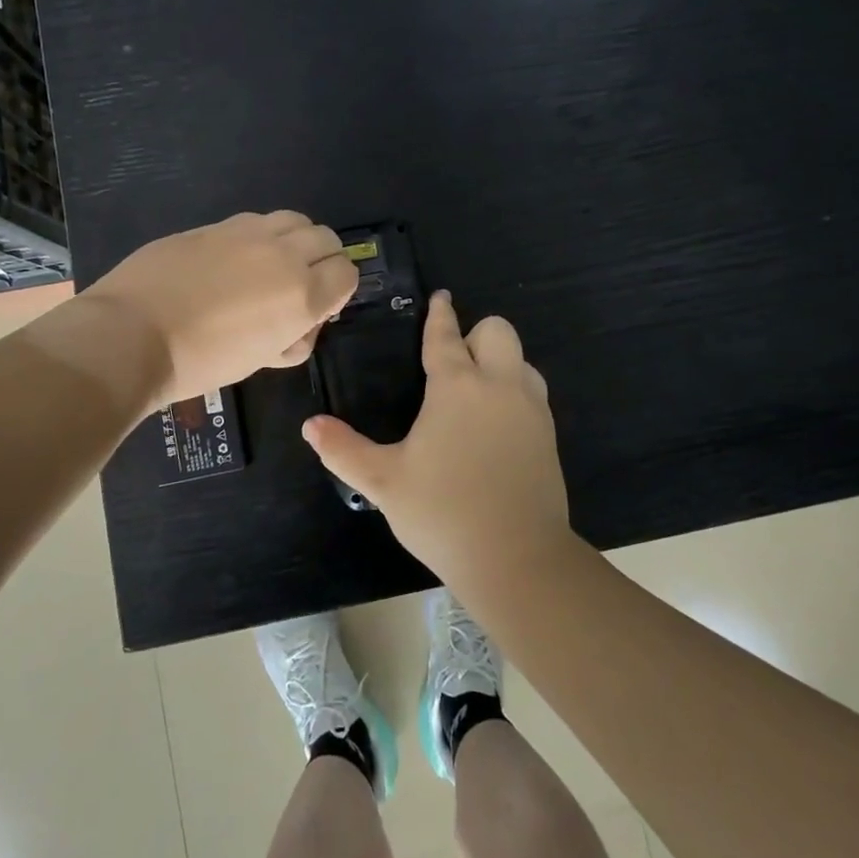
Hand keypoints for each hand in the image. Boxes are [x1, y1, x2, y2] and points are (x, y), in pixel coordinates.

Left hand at [84, 211, 358, 405]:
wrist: (132, 335)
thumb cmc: (200, 363)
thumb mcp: (259, 361)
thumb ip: (292, 337)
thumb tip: (299, 322)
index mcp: (302, 294)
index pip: (347, 274)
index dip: (337, 291)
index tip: (317, 308)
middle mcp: (283, 254)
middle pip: (326, 238)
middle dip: (323, 260)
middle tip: (299, 285)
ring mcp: (247, 232)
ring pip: (293, 219)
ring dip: (293, 240)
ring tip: (270, 265)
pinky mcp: (214, 225)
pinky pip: (254, 221)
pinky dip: (258, 236)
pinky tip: (232, 259)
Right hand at [302, 291, 577, 591]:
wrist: (516, 559)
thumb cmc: (443, 512)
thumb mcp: (384, 482)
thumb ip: (343, 450)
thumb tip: (310, 425)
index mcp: (457, 386)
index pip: (446, 335)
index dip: (439, 314)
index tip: (440, 298)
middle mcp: (499, 386)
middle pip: (498, 331)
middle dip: (476, 334)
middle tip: (453, 361)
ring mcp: (531, 410)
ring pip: (521, 360)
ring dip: (500, 362)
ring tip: (475, 392)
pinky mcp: (549, 437)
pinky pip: (533, 393)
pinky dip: (514, 392)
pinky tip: (495, 425)